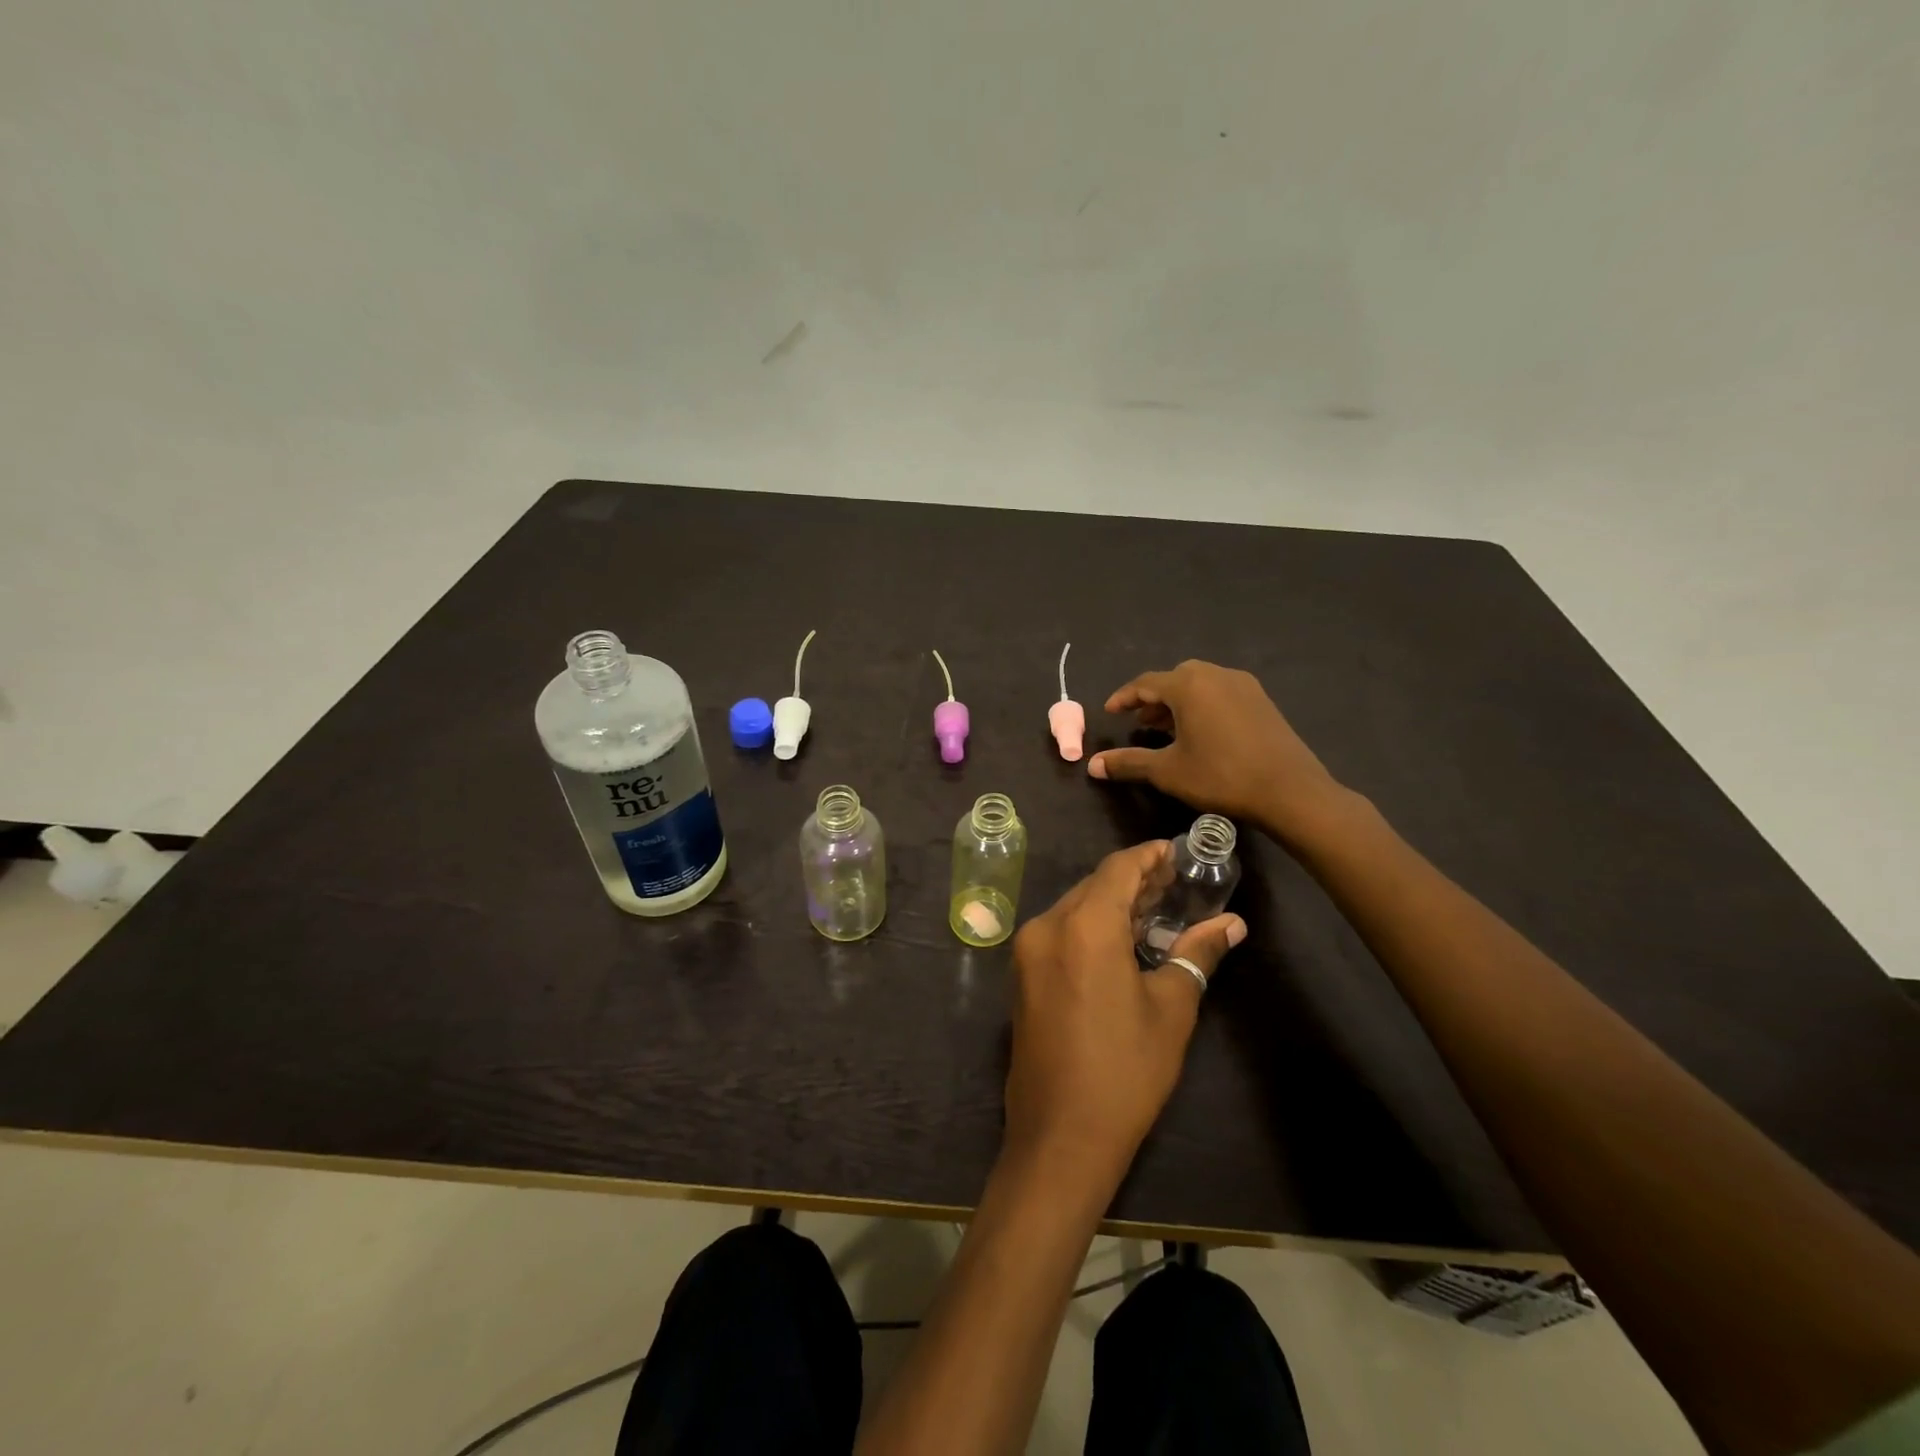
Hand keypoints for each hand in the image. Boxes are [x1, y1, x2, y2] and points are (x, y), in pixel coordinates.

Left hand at [1004, 841, 1245, 1187]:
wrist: (1060, 1135)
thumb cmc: (1125, 1070)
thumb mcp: (1171, 1008)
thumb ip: (1197, 954)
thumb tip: (1231, 924)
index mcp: (1083, 926)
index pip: (1118, 868)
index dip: (1149, 855)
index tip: (1177, 851)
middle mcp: (1047, 925)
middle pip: (1094, 885)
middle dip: (1134, 880)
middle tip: (1175, 881)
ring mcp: (1028, 950)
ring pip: (1075, 907)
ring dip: (1112, 903)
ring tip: (1156, 907)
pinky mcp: (1023, 973)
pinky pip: (1060, 931)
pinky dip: (1091, 925)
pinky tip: (1122, 939)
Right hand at [1087, 660, 1344, 845]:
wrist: (1290, 791)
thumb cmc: (1221, 777)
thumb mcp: (1168, 772)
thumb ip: (1128, 763)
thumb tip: (1092, 765)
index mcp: (1189, 686)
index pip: (1146, 683)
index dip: (1124, 697)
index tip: (1109, 712)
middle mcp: (1215, 675)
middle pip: (1174, 678)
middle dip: (1153, 698)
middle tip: (1139, 722)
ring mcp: (1243, 686)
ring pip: (1199, 685)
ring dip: (1178, 702)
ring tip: (1165, 728)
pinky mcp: (1262, 700)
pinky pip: (1220, 693)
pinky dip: (1202, 705)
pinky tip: (1200, 733)